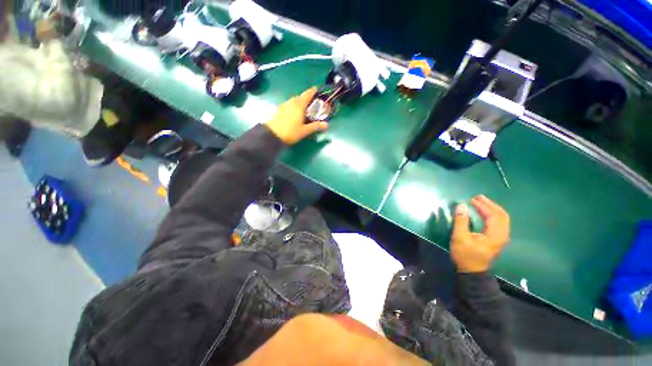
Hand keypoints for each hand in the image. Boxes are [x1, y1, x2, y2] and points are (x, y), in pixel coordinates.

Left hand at [265, 87, 327, 144]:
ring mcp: (284, 105)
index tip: (318, 90)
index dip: (313, 91)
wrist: (272, 135)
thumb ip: (316, 126)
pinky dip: (294, 107)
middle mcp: (291, 102)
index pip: (308, 94)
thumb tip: (326, 125)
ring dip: (300, 103)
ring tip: (304, 111)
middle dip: (307, 99)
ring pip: (294, 101)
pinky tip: (295, 115)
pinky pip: (289, 105)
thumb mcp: (304, 131)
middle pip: (301, 97)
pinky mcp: (279, 110)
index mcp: (299, 105)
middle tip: (313, 105)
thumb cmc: (290, 132)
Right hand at [451, 195, 509, 272]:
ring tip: (480, 202)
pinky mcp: (497, 239)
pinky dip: (492, 215)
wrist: (472, 272)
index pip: (494, 215)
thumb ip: (461, 221)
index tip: (471, 199)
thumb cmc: (465, 255)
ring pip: (502, 219)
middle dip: (490, 204)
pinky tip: (484, 212)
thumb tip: (461, 205)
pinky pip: (499, 223)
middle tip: (478, 197)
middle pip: (501, 215)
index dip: (483, 206)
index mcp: (495, 235)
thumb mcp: (460, 238)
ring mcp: (501, 238)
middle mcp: (502, 235)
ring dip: (492, 209)